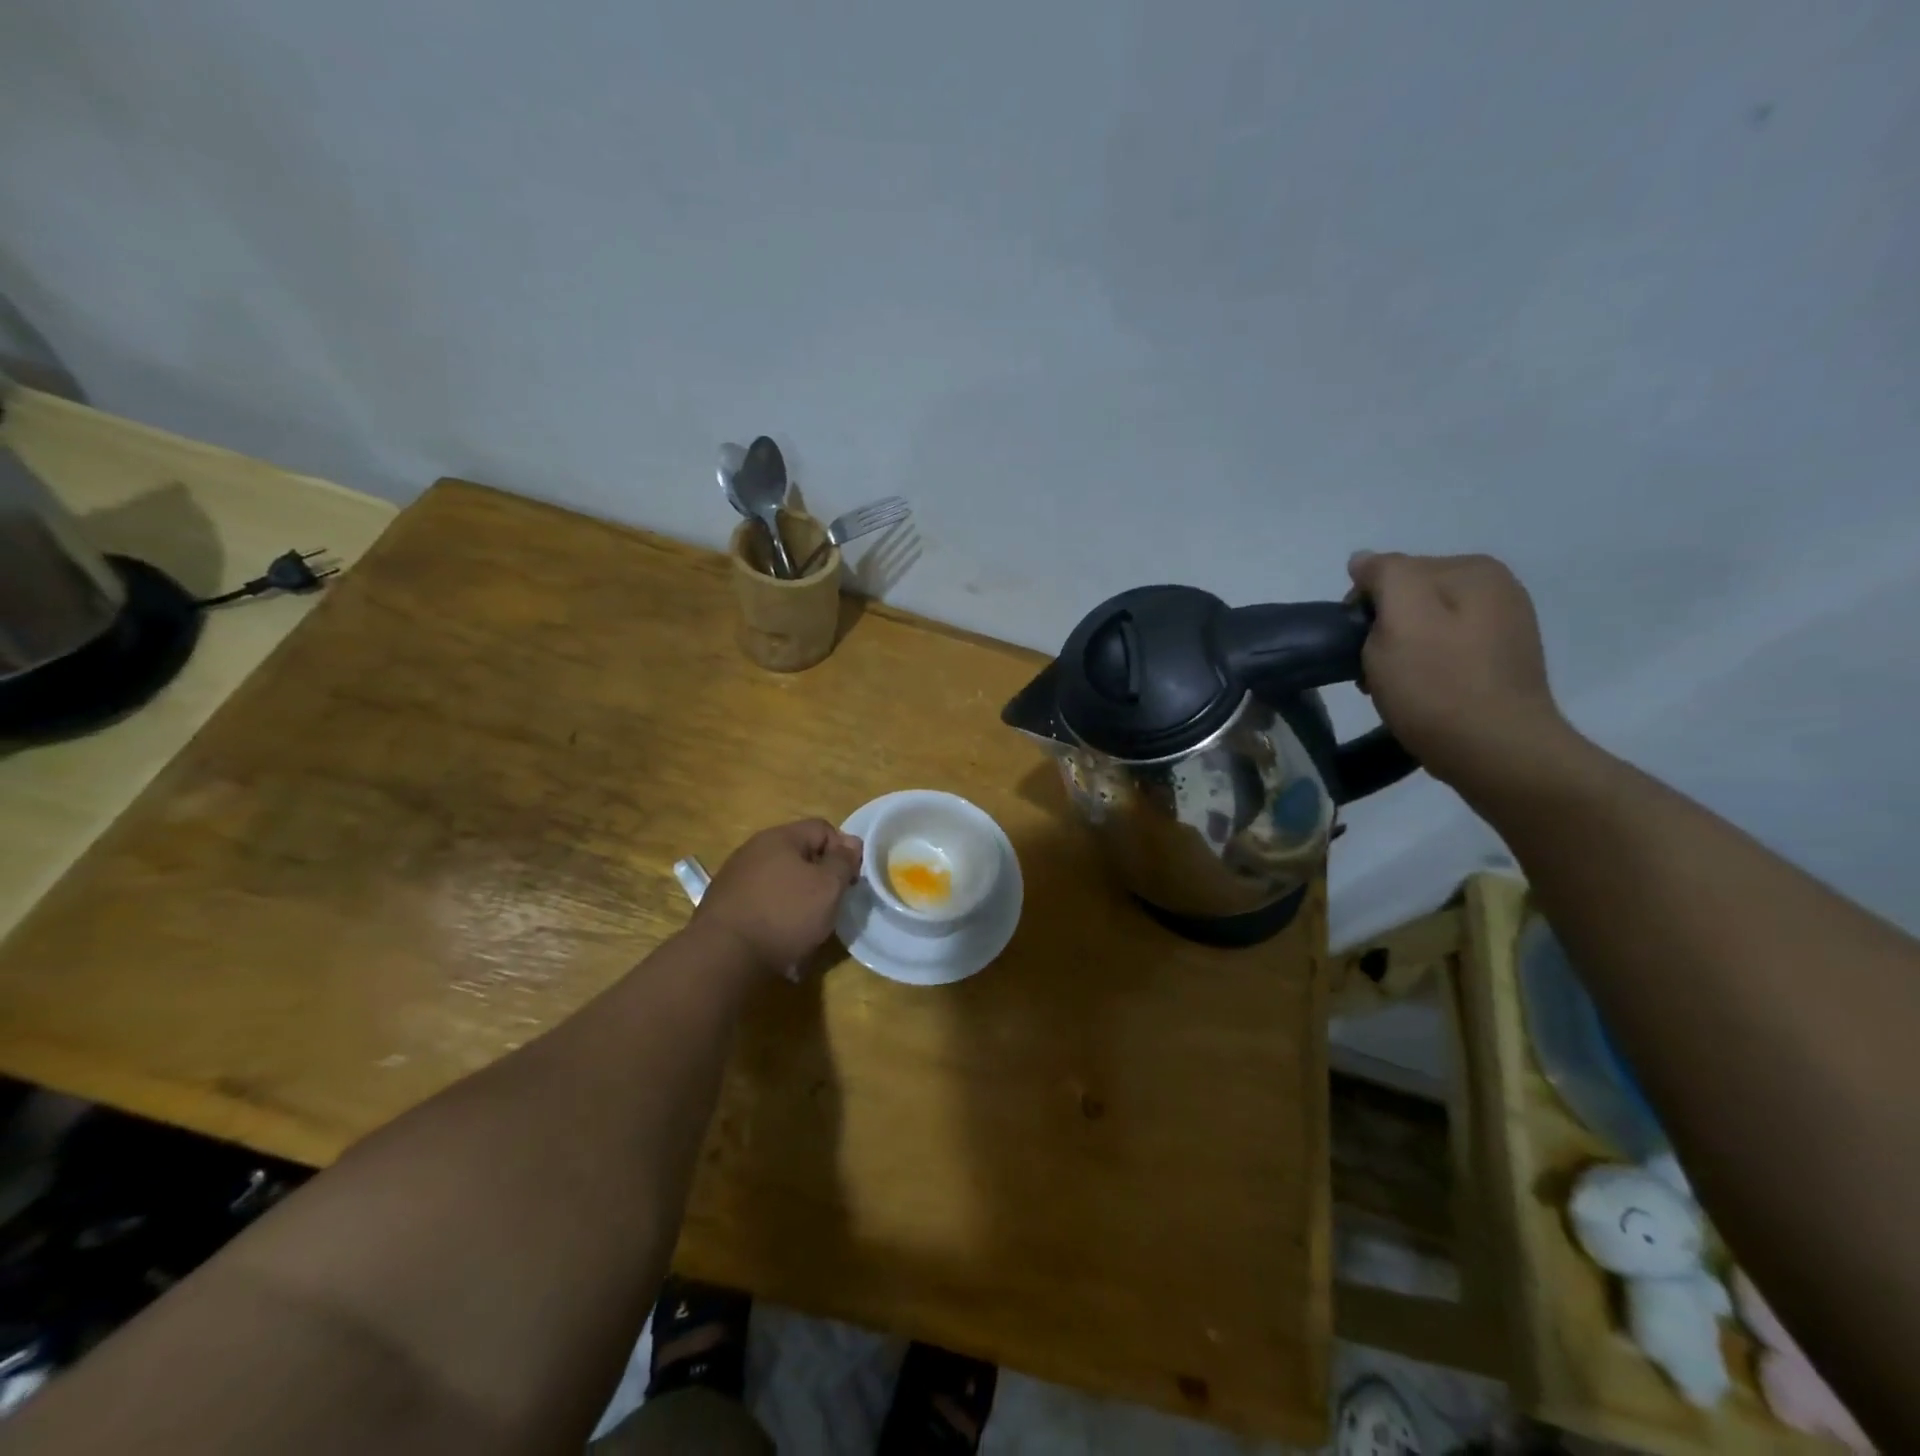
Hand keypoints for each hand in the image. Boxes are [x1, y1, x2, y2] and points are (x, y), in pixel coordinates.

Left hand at [693, 820, 863, 975]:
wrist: (723, 956)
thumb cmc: (785, 914)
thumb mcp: (828, 887)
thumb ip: (843, 861)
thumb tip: (851, 842)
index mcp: (779, 837)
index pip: (823, 828)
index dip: (844, 850)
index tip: (851, 880)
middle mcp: (753, 849)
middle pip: (799, 854)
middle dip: (820, 876)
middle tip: (832, 904)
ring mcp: (734, 877)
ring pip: (780, 879)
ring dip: (797, 896)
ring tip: (807, 926)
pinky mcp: (723, 904)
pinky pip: (761, 901)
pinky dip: (775, 913)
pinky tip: (780, 936)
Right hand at [1347, 551, 1578, 790]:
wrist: (1498, 753)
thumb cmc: (1439, 685)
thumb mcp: (1400, 618)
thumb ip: (1384, 575)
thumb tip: (1364, 560)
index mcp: (1472, 570)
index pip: (1392, 572)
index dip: (1363, 609)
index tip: (1359, 647)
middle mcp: (1497, 589)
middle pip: (1410, 600)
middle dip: (1382, 631)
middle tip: (1373, 673)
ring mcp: (1504, 627)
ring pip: (1425, 628)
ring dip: (1399, 654)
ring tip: (1394, 688)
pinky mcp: (1502, 664)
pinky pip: (1445, 653)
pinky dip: (1424, 670)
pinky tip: (1420, 695)